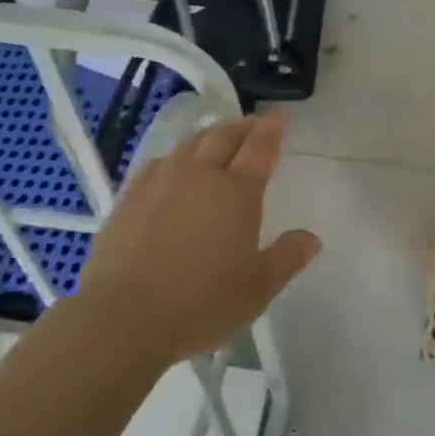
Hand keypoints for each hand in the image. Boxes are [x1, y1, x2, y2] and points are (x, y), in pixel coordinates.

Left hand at [75, 112, 320, 364]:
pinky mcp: (130, 196)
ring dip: (210, 135)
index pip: (260, 148)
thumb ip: (287, 258)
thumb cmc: (201, 304)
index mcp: (237, 192)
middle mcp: (200, 175)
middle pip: (224, 136)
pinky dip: (176, 156)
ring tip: (217, 137)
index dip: (272, 130)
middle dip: (243, 127)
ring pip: (190, 144)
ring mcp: (161, 181)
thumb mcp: (257, 289)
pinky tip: (174, 166)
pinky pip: (159, 162)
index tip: (279, 118)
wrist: (123, 317)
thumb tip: (312, 239)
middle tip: (254, 124)